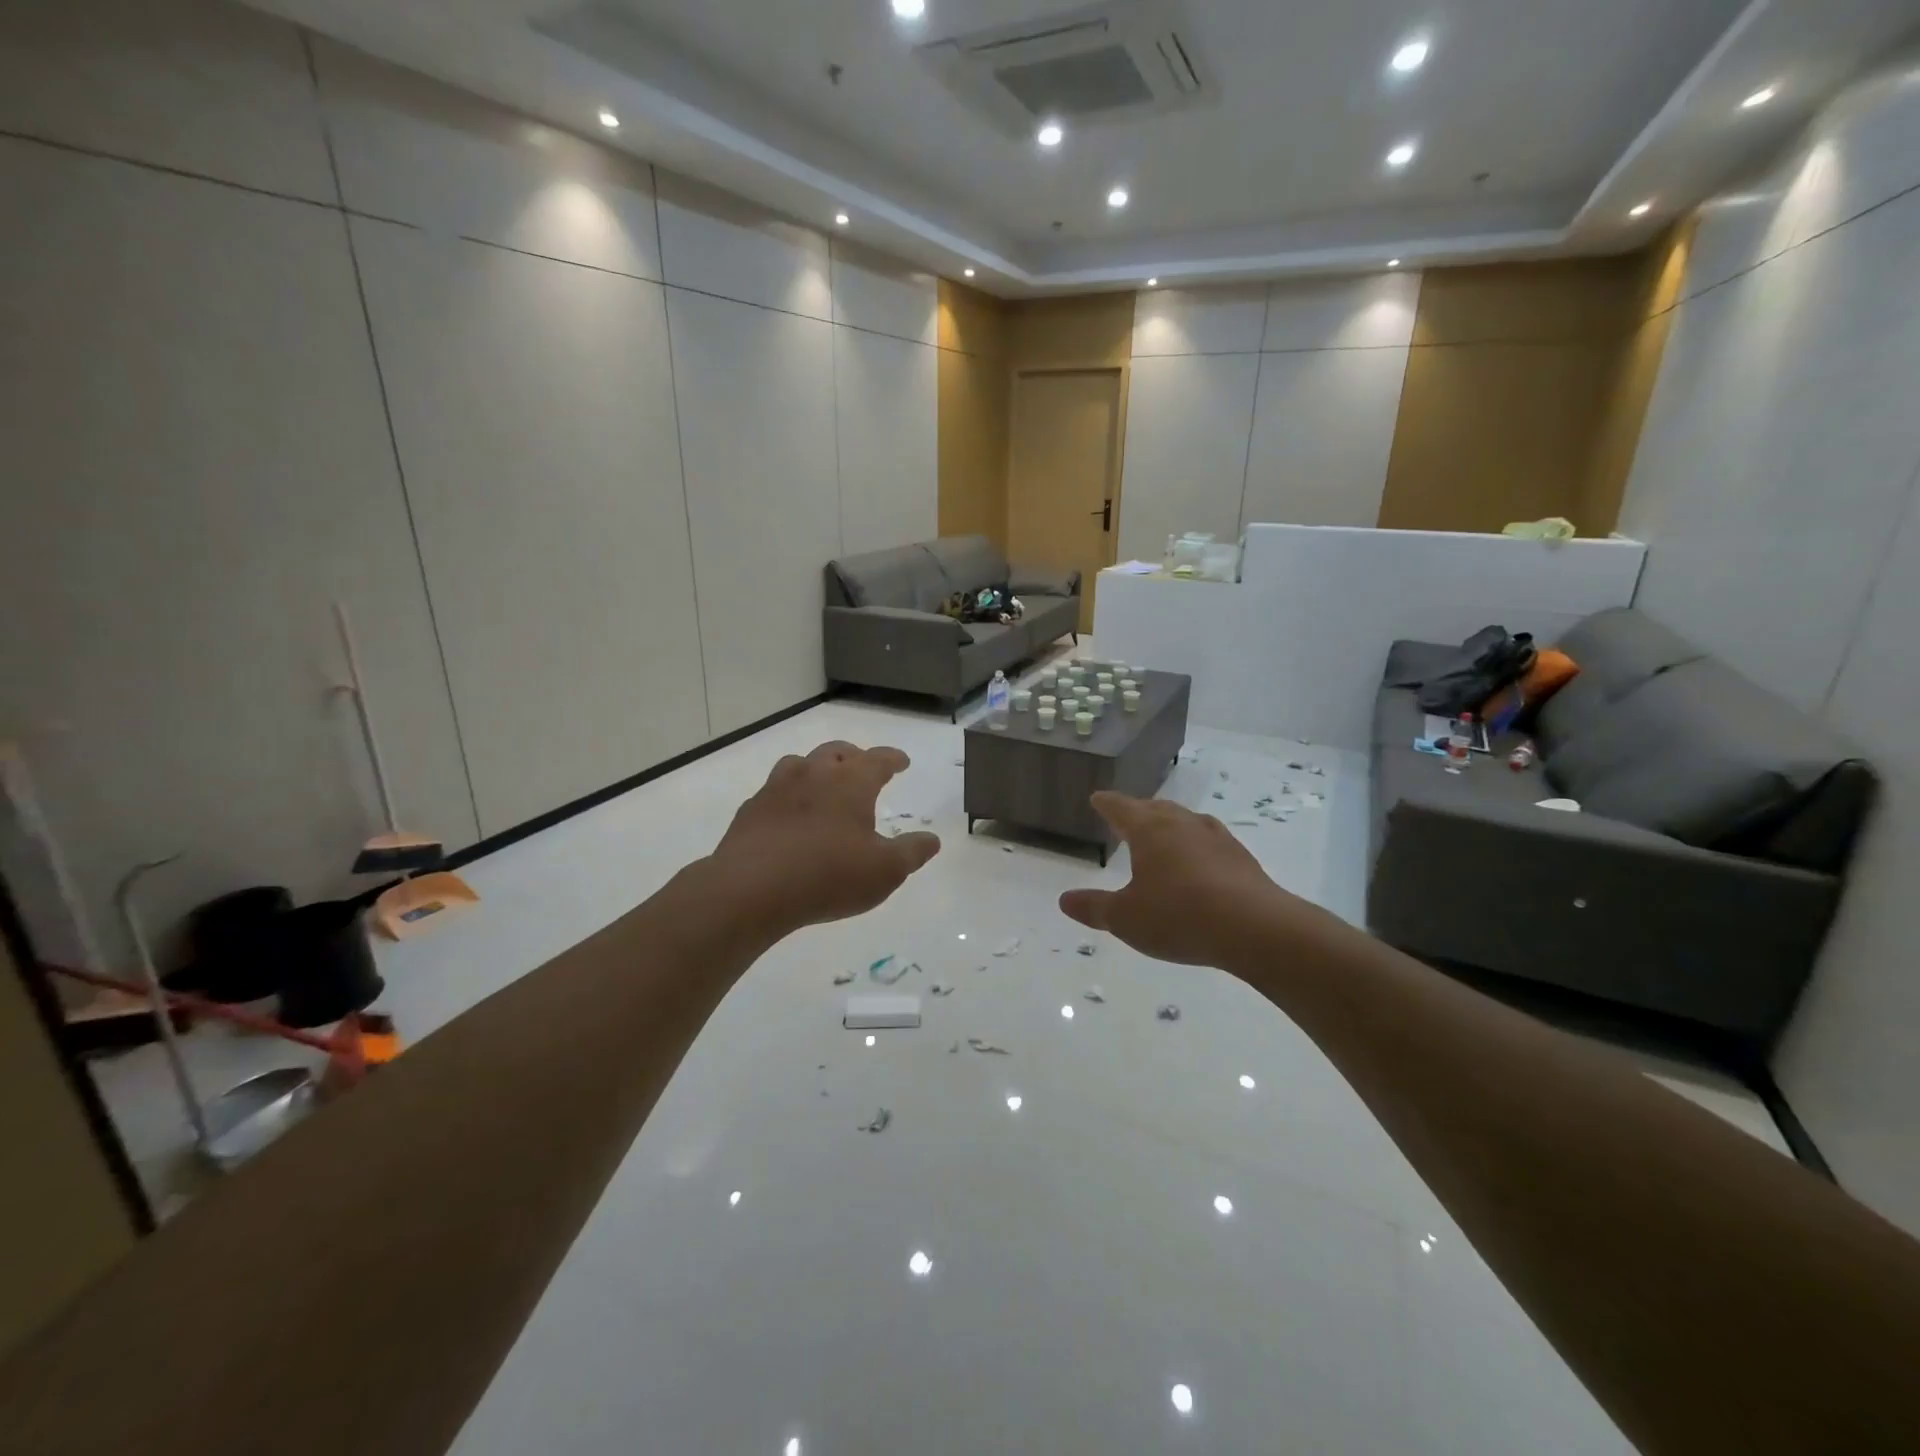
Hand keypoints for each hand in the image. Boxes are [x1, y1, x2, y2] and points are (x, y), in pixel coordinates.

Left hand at [711, 741, 939, 938]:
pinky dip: (789, 795)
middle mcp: (814, 774)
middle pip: (837, 752)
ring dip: (817, 768)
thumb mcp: (885, 871)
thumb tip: (931, 839)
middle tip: (863, 768)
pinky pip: (775, 790)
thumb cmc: (829, 876)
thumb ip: (912, 852)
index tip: (902, 761)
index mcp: (851, 782)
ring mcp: (778, 788)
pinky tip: (789, 815)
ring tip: (824, 784)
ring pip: (800, 763)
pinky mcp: (751, 809)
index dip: (893, 758)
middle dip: (854, 756)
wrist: (752, 888)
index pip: (878, 759)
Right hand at [1059, 792, 1299, 966]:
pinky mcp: (1241, 857)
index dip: (1106, 803)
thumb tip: (1064, 900)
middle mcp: (1182, 824)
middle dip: (1138, 811)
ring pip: (1185, 821)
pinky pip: (1209, 841)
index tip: (1097, 798)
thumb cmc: (1179, 916)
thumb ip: (1094, 907)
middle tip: (1127, 817)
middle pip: (1155, 809)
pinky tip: (1199, 862)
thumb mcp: (1126, 919)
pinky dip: (1196, 845)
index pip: (1121, 807)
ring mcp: (1216, 837)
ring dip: (1170, 825)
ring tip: (1163, 836)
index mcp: (1149, 830)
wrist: (1255, 928)